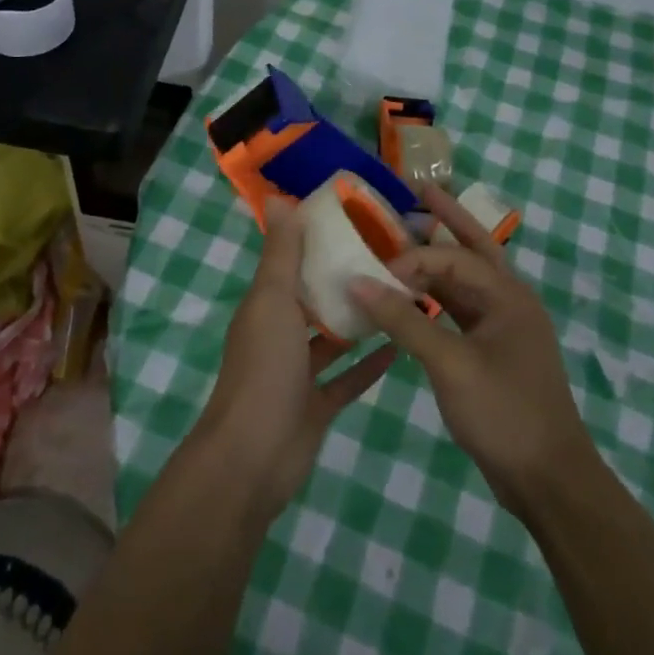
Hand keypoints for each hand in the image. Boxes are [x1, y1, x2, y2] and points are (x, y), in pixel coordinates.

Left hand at [195, 199, 397, 519]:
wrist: (253, 456)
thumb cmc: (264, 368)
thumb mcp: (272, 300)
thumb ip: (280, 252)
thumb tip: (279, 198)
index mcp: (266, 305)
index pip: (291, 262)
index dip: (316, 241)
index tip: (355, 221)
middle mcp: (280, 334)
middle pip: (314, 299)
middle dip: (343, 280)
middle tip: (389, 258)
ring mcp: (298, 373)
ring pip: (333, 339)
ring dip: (359, 321)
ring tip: (400, 297)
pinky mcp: (316, 406)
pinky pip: (347, 379)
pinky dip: (368, 366)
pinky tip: (399, 348)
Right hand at [353, 185, 594, 515]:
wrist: (549, 481)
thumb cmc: (504, 413)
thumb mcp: (450, 365)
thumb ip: (404, 320)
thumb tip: (357, 282)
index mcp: (508, 296)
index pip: (452, 258)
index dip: (411, 258)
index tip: (374, 271)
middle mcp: (510, 302)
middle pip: (474, 248)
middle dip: (448, 219)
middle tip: (417, 192)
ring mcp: (504, 328)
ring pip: (467, 280)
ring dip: (439, 260)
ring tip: (406, 236)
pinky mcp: (494, 352)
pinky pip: (462, 310)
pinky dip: (437, 298)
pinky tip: (414, 296)